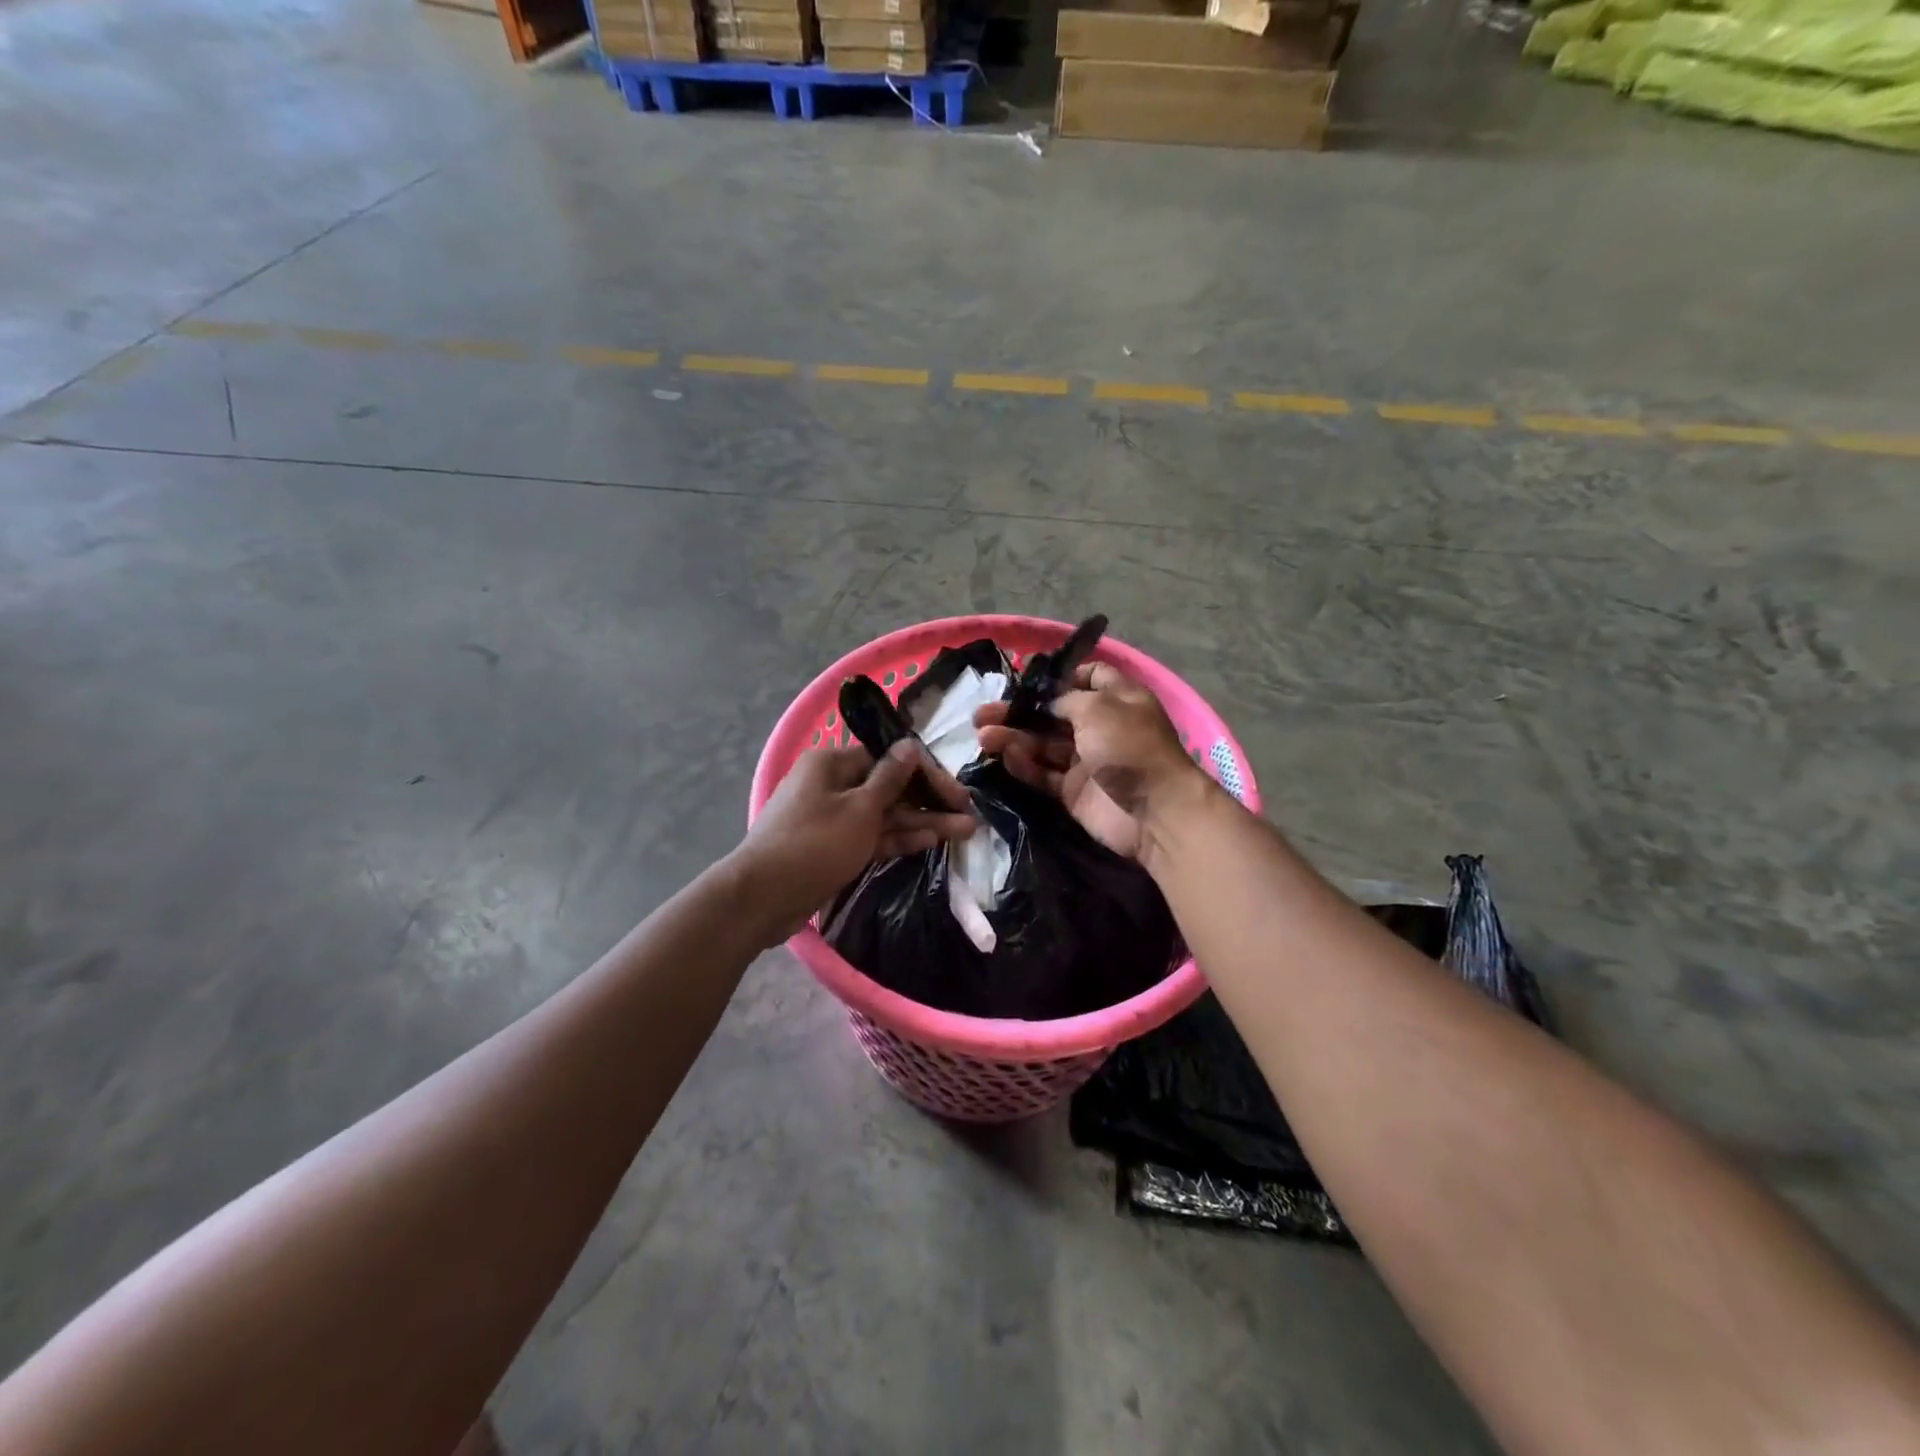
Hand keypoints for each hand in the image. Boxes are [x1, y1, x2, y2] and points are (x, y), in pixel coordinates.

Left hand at [733, 740, 975, 939]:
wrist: (762, 898)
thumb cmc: (814, 844)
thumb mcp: (859, 809)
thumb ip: (890, 779)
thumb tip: (910, 745)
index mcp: (833, 763)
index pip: (890, 758)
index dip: (927, 773)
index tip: (957, 792)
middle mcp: (833, 784)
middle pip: (890, 787)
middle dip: (929, 801)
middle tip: (968, 815)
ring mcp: (833, 817)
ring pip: (885, 814)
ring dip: (921, 821)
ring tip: (965, 830)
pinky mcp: (835, 847)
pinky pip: (872, 836)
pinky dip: (899, 838)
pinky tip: (932, 840)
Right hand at [975, 663, 1209, 864]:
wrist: (1154, 812)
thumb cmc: (1129, 747)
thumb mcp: (1098, 708)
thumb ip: (1065, 700)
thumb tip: (1045, 703)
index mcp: (1116, 699)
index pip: (1087, 677)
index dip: (1058, 676)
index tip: (1027, 680)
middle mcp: (1101, 726)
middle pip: (1052, 714)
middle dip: (1018, 711)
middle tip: (982, 714)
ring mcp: (1086, 760)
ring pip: (1042, 744)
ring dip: (1013, 738)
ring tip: (983, 737)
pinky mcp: (1073, 791)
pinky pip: (1043, 773)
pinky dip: (1024, 765)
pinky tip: (1005, 757)